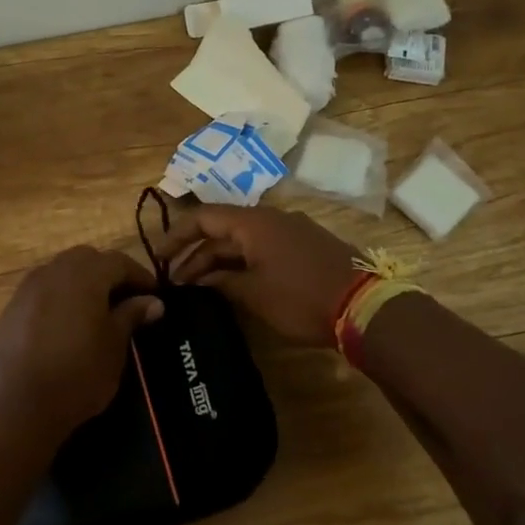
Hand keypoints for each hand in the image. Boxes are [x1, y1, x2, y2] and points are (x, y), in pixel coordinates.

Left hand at [0, 247, 164, 444]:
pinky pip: (42, 290)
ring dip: (81, 282)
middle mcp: (54, 272)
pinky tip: (65, 323)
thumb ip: (131, 316)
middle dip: (108, 273)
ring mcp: (28, 289)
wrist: (18, 406)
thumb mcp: (114, 346)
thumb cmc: (78, 374)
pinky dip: (59, 297)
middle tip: (124, 298)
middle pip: (86, 259)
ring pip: (60, 271)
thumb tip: (153, 301)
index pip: (119, 261)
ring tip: (95, 310)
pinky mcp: (11, 309)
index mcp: (85, 275)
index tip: (154, 295)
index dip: (139, 275)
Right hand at [160, 206, 360, 347]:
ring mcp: (291, 232)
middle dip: (196, 255)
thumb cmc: (302, 297)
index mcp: (254, 222)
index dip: (177, 235)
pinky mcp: (305, 248)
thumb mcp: (254, 294)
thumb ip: (221, 282)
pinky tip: (233, 286)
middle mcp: (271, 219)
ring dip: (219, 261)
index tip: (158, 257)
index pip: (203, 217)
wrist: (366, 307)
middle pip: (222, 230)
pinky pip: (263, 249)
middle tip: (175, 282)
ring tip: (198, 288)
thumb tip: (198, 280)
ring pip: (243, 242)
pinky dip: (242, 264)